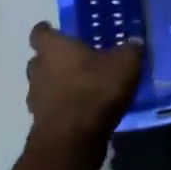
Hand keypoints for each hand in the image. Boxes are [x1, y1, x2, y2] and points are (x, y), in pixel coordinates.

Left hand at [26, 22, 144, 153]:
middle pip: (39, 59)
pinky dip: (63, 106)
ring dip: (58, 84)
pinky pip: (51, 107)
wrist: (73, 139)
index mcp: (54, 49)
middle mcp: (38, 69)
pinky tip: (83, 109)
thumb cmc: (96, 90)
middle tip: (77, 60)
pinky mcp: (41, 122)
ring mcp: (36, 97)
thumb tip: (135, 42)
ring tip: (82, 87)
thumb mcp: (126, 64)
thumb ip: (131, 50)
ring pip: (43, 84)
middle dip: (54, 59)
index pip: (41, 32)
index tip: (57, 31)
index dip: (48, 30)